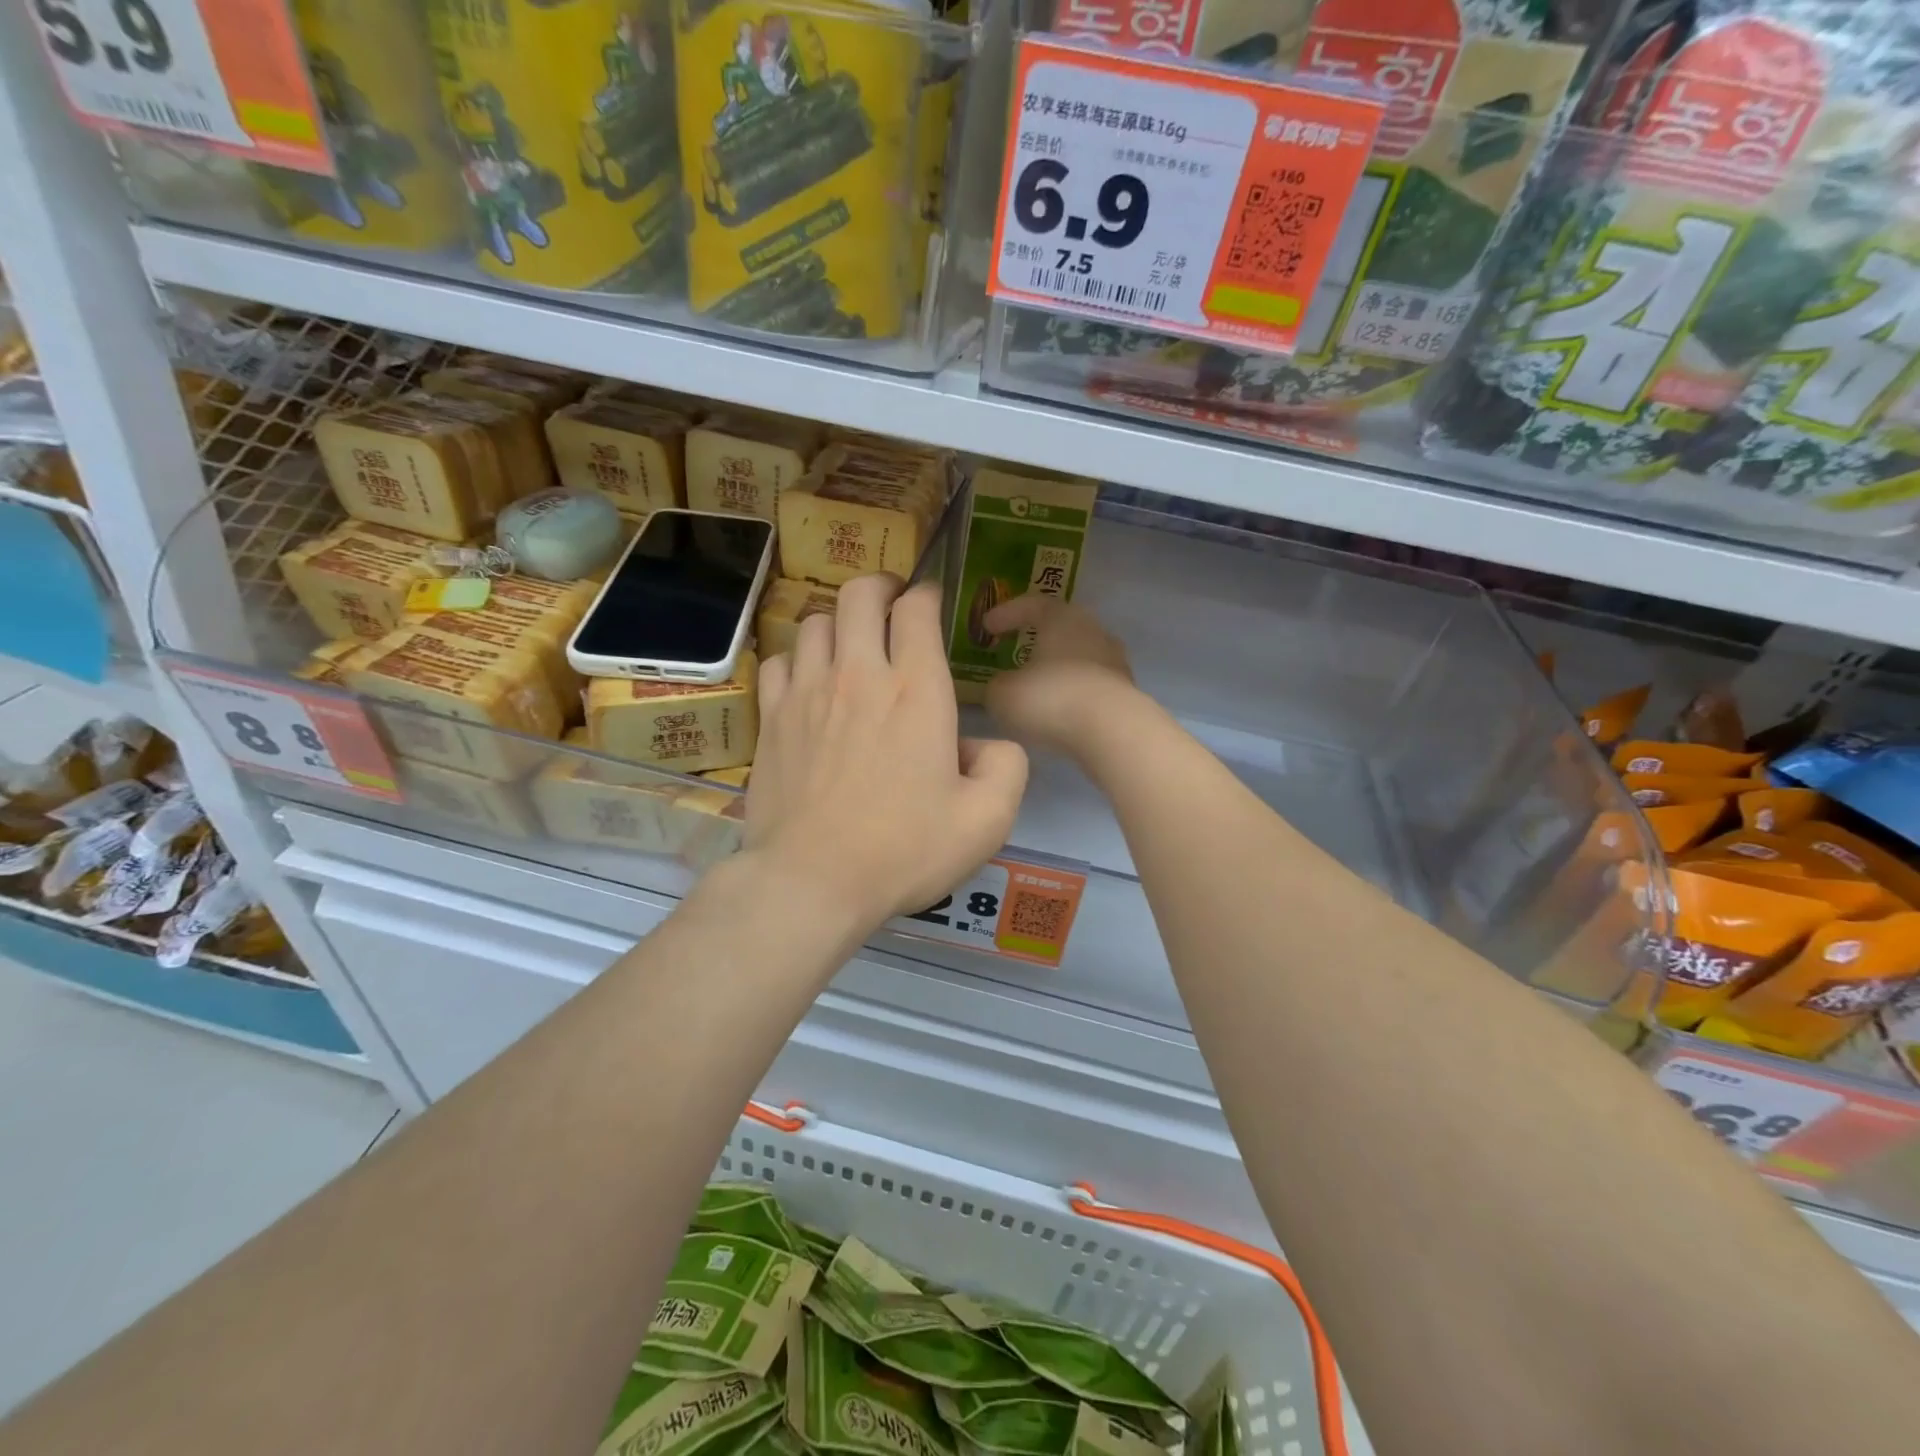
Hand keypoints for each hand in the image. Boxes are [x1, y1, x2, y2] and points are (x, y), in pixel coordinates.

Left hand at [744, 574, 1028, 927]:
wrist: (812, 881)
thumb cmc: (903, 850)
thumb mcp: (987, 820)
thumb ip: (1007, 767)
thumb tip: (984, 745)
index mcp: (916, 690)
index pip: (916, 608)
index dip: (927, 595)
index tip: (932, 605)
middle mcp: (858, 675)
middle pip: (859, 594)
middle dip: (881, 587)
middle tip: (892, 606)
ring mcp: (807, 693)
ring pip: (815, 621)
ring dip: (839, 623)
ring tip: (851, 647)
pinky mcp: (772, 718)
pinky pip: (779, 661)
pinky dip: (797, 659)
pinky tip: (808, 683)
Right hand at [982, 594, 1139, 755]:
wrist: (1111, 731)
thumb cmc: (1051, 699)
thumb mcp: (1003, 694)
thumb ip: (997, 685)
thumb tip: (1002, 685)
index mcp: (1062, 618)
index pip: (1031, 604)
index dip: (1006, 613)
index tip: (986, 626)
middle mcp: (1093, 631)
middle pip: (1061, 628)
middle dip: (1036, 639)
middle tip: (1014, 649)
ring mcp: (1114, 661)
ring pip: (1078, 657)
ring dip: (1056, 668)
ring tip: (1036, 685)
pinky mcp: (1125, 691)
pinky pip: (1090, 684)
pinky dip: (1072, 691)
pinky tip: (1058, 709)